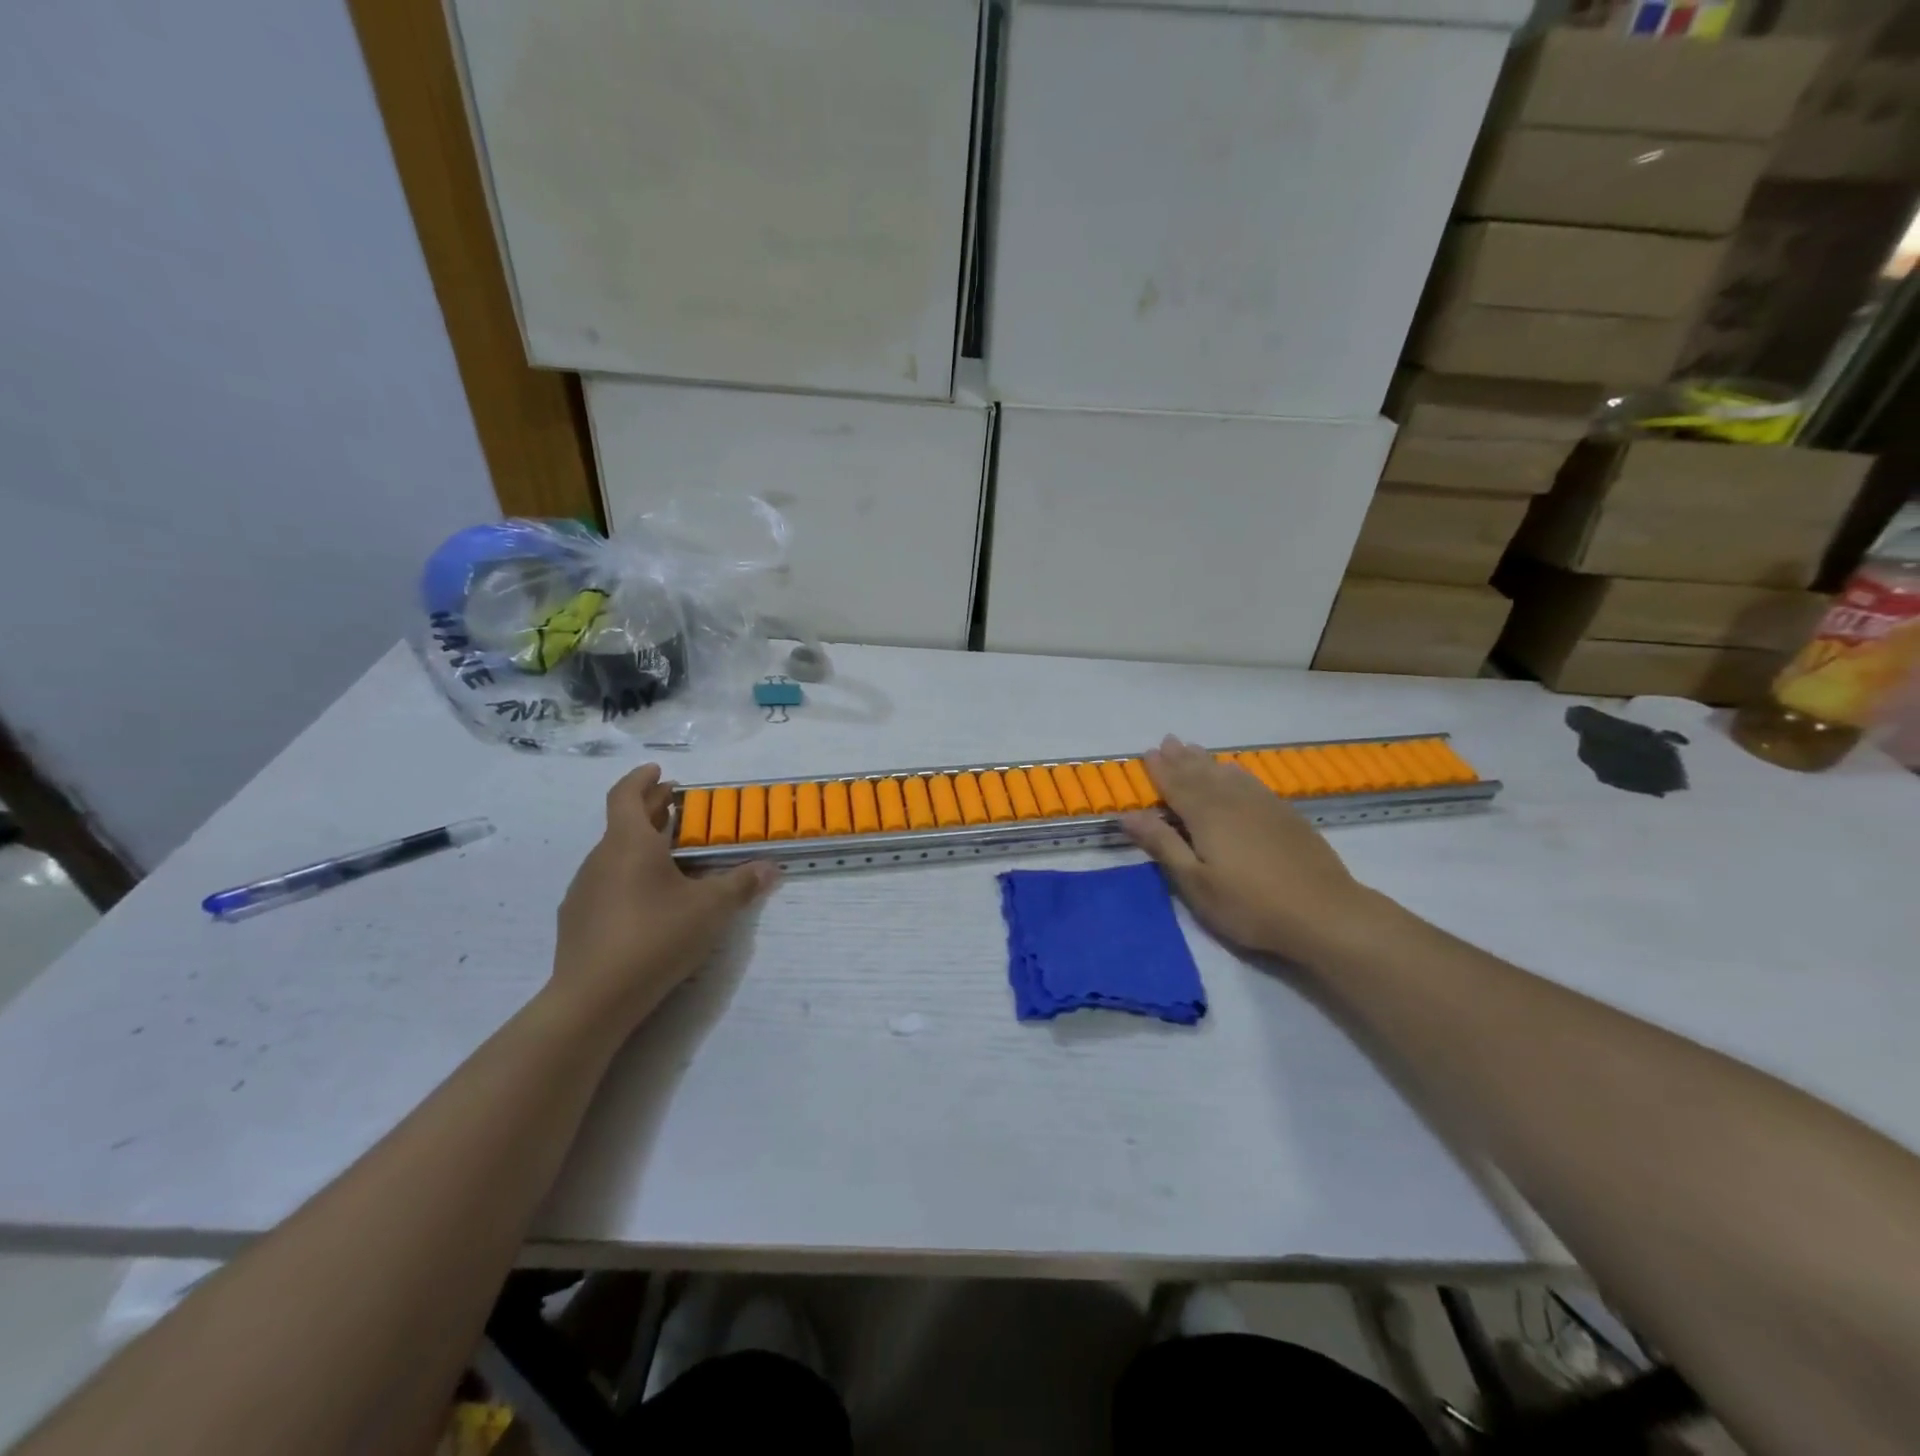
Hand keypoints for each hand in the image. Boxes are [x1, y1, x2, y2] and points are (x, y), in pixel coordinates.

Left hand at [551, 765, 778, 1031]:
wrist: (593, 998)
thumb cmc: (655, 937)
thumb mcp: (711, 909)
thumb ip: (741, 884)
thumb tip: (770, 868)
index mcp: (629, 843)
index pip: (626, 794)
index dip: (642, 779)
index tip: (660, 772)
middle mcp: (600, 859)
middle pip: (622, 823)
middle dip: (649, 809)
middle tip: (674, 805)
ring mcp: (583, 890)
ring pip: (613, 854)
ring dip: (639, 845)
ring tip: (667, 857)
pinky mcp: (576, 920)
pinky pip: (605, 884)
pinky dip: (627, 877)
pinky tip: (646, 901)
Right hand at [1121, 736, 1374, 963]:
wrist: (1324, 913)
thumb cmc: (1249, 904)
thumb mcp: (1195, 882)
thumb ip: (1163, 845)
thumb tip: (1129, 814)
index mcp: (1206, 816)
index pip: (1176, 785)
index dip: (1160, 770)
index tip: (1147, 752)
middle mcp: (1232, 801)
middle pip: (1201, 774)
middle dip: (1181, 758)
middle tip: (1168, 740)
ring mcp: (1262, 806)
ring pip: (1227, 774)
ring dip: (1207, 761)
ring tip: (1194, 748)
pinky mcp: (1285, 815)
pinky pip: (1252, 782)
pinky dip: (1237, 772)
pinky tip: (1236, 771)